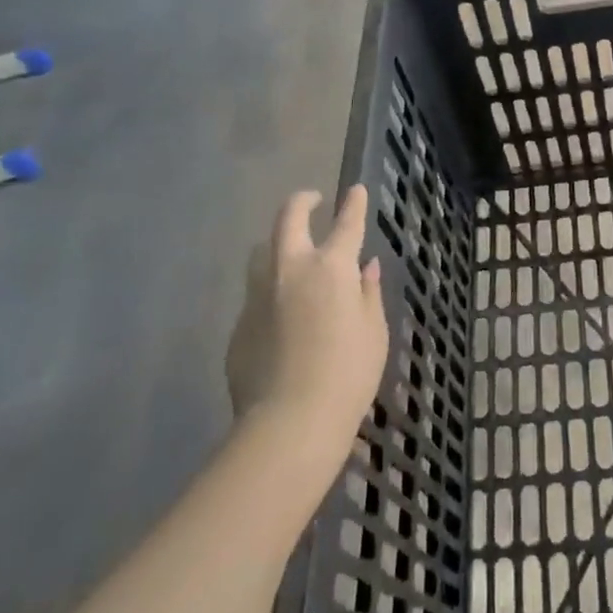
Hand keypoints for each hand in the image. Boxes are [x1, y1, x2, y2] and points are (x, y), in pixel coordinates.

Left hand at [228, 186, 388, 463]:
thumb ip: (368, 294)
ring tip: (291, 254)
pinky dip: (271, 292)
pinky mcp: (239, 325)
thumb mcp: (373, 332)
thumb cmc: (347, 375)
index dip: (353, 204)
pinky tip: (282, 316)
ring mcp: (259, 296)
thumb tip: (365, 269)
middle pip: (289, 219)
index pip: (346, 224)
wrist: (288, 423)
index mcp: (331, 268)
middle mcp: (290, 270)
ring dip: (277, 244)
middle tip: (312, 200)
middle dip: (302, 202)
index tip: (356, 190)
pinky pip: (256, 295)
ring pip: (261, 252)